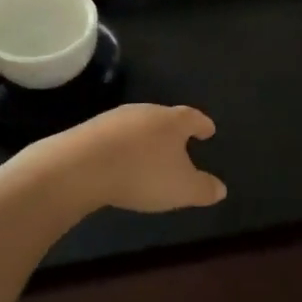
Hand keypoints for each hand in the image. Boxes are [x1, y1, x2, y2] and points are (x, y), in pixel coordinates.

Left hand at [26, 103, 225, 213]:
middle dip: (173, 131)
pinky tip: (120, 162)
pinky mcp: (89, 130)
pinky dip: (122, 147)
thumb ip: (204, 188)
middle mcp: (145, 112)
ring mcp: (114, 119)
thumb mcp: (182, 189)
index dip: (202, 125)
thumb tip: (221, 188)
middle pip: (164, 118)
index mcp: (172, 121)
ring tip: (149, 155)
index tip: (209, 130)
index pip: (193, 118)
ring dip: (145, 138)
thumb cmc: (142, 174)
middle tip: (180, 144)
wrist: (80, 167)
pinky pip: (114, 137)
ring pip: (138, 126)